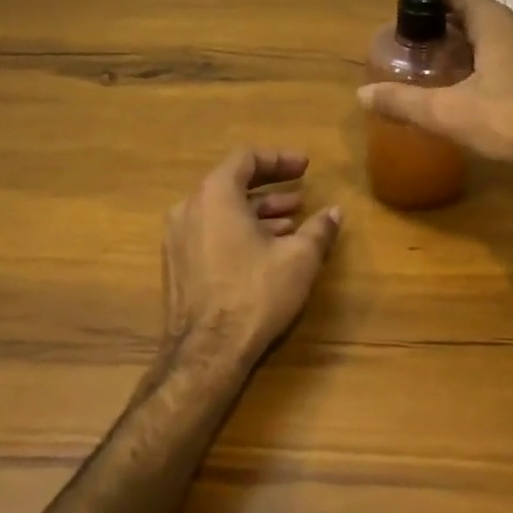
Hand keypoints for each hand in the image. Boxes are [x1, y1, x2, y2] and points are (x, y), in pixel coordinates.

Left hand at [160, 149, 342, 370]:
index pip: (246, 158)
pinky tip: (267, 249)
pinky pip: (211, 232)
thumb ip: (318, 229)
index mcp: (215, 194)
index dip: (279, 159)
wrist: (206, 354)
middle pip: (232, 183)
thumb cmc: (254, 293)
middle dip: (271, 187)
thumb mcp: (298, 258)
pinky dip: (239, 231)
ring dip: (258, 212)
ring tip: (292, 222)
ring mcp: (178, 238)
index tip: (305, 166)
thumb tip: (335, 212)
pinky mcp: (177, 265)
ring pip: (222, 211)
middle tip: (301, 193)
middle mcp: (189, 208)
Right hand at [356, 0, 512, 174]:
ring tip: (444, 67)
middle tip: (421, 48)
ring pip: (498, 33)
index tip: (410, 20)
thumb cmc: (510, 121)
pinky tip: (479, 86)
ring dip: (471, 43)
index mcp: (496, 24)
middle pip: (478, 12)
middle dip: (448, 25)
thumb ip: (404, 102)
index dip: (433, 0)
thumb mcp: (449, 114)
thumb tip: (362, 95)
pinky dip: (493, 59)